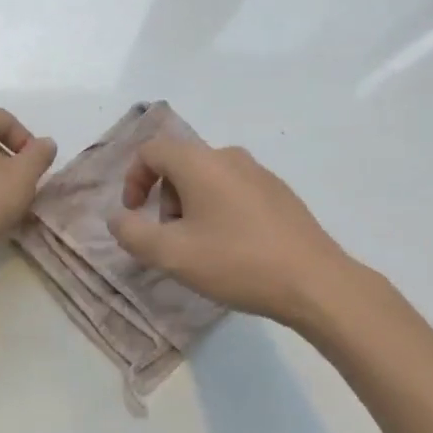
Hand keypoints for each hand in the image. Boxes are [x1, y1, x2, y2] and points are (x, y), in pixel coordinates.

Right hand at [107, 136, 353, 328]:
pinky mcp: (279, 193)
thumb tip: (117, 217)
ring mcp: (259, 173)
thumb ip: (133, 233)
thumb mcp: (172, 254)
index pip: (151, 150)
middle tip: (170, 238)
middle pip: (180, 163)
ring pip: (208, 178)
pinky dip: (219, 210)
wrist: (314, 281)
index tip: (135, 213)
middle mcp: (229, 156)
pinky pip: (235, 190)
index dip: (133, 179)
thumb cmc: (236, 262)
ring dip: (191, 206)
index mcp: (200, 162)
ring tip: (201, 248)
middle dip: (164, 198)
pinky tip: (233, 249)